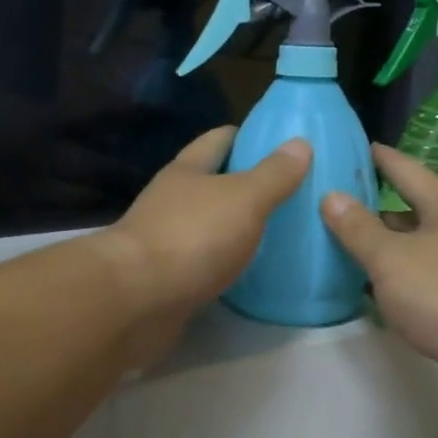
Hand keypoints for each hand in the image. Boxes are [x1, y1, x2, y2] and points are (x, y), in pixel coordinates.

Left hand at [96, 127, 310, 354]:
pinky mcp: (167, 280)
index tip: (282, 145)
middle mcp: (172, 202)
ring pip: (209, 227)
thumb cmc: (192, 237)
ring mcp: (166, 242)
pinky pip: (205, 265)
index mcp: (187, 171)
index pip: (218, 140)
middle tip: (291, 195)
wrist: (136, 300)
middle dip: (246, 186)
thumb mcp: (243, 198)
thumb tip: (300, 143)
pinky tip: (251, 273)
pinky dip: (226, 265)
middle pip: (213, 184)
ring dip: (236, 229)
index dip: (248, 137)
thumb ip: (273, 174)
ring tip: (279, 235)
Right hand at [321, 145, 437, 419]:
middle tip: (327, 200)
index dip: (377, 157)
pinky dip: (390, 280)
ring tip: (335, 242)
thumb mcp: (392, 258)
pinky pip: (415, 281)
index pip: (405, 168)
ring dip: (379, 247)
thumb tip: (331, 196)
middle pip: (407, 210)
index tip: (349, 145)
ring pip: (410, 248)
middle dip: (370, 206)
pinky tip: (363, 288)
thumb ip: (358, 228)